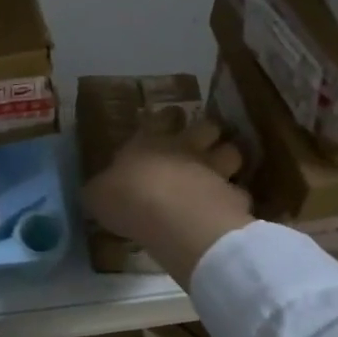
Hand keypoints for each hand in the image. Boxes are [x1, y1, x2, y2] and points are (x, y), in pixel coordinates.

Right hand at [83, 119, 253, 287]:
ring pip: (232, 153)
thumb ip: (102, 190)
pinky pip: (239, 193)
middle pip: (207, 127)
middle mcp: (185, 148)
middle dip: (207, 134)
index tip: (169, 118)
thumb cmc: (127, 198)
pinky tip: (228, 210)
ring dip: (227, 161)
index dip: (166, 118)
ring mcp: (214, 169)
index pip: (161, 118)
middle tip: (201, 145)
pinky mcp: (234, 196)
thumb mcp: (99, 195)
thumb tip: (98, 191)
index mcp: (149, 142)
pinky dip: (234, 200)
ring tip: (221, 174)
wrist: (171, 217)